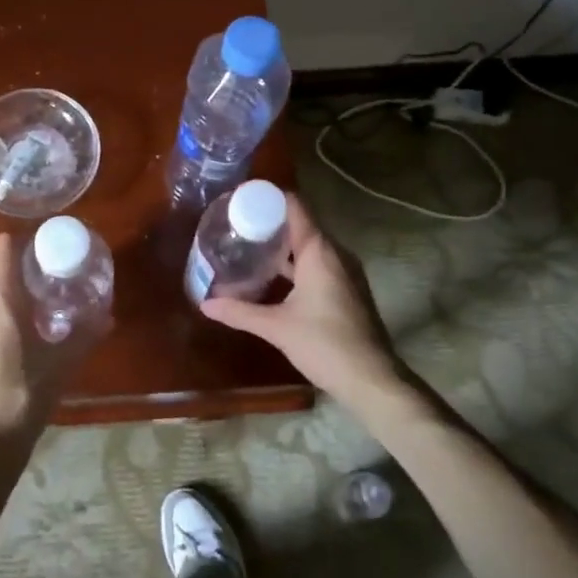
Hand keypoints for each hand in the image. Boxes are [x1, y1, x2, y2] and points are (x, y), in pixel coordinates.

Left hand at [0, 234, 98, 449]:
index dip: (27, 237)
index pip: (3, 245)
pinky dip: (8, 295)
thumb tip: (108, 315)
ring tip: (50, 287)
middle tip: (58, 263)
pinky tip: (35, 316)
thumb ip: (85, 333)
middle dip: (25, 254)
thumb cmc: (23, 393)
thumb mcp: (62, 361)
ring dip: (15, 275)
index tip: (55, 243)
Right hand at [202, 194, 402, 407]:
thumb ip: (240, 311)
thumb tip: (205, 303)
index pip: (294, 206)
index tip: (240, 199)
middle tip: (236, 225)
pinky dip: (294, 263)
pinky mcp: (346, 289)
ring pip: (308, 246)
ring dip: (281, 245)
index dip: (268, 198)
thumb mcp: (276, 327)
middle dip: (269, 223)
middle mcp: (334, 253)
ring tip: (248, 247)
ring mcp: (344, 271)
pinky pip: (317, 263)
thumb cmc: (325, 344)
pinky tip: (272, 277)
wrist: (372, 380)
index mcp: (319, 251)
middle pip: (300, 224)